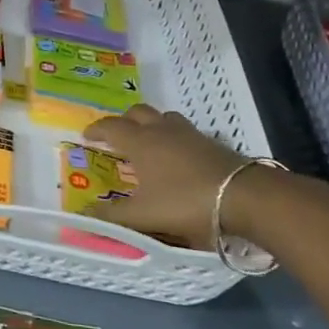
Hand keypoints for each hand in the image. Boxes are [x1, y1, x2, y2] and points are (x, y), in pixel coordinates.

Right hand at [85, 104, 276, 250]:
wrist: (244, 197)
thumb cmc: (185, 201)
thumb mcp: (144, 215)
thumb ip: (113, 215)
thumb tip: (83, 214)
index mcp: (140, 142)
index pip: (111, 127)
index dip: (96, 130)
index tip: (86, 136)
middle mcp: (161, 130)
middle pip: (137, 113)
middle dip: (123, 121)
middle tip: (116, 136)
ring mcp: (189, 134)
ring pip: (164, 118)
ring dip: (151, 124)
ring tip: (148, 141)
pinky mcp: (212, 143)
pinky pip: (184, 131)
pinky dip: (173, 137)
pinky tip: (178, 156)